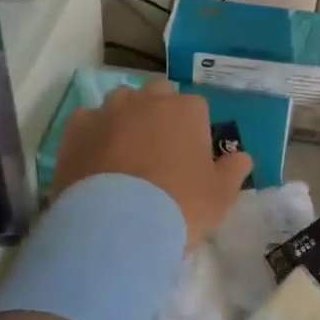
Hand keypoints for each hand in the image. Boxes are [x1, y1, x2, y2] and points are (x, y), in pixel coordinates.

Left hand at [53, 79, 251, 248]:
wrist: (116, 225)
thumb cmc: (179, 207)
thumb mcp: (220, 197)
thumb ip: (233, 171)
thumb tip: (242, 157)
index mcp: (186, 110)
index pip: (196, 108)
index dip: (194, 130)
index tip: (190, 155)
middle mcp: (148, 100)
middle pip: (158, 94)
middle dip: (160, 112)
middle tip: (159, 148)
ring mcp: (109, 111)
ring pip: (121, 101)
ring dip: (126, 117)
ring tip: (125, 152)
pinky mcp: (77, 128)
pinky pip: (88, 121)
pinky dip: (93, 134)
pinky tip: (95, 159)